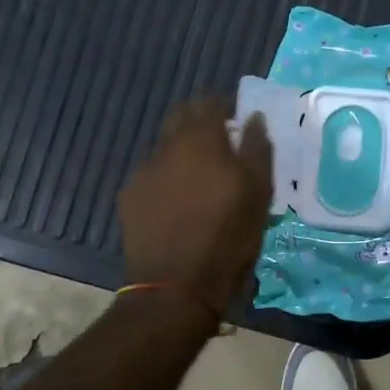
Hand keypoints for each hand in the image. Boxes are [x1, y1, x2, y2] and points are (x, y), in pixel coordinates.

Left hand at [120, 99, 272, 317]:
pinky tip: (180, 204)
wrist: (176, 287)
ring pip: (166, 148)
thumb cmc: (229, 236)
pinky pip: (153, 175)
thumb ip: (257, 148)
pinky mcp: (130, 198)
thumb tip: (252, 117)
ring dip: (184, 153)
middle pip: (181, 119)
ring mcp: (144, 172)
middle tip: (221, 145)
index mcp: (201, 140)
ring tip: (201, 180)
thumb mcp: (259, 192)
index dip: (224, 107)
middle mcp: (167, 147)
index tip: (237, 121)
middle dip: (200, 124)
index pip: (208, 102)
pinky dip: (168, 179)